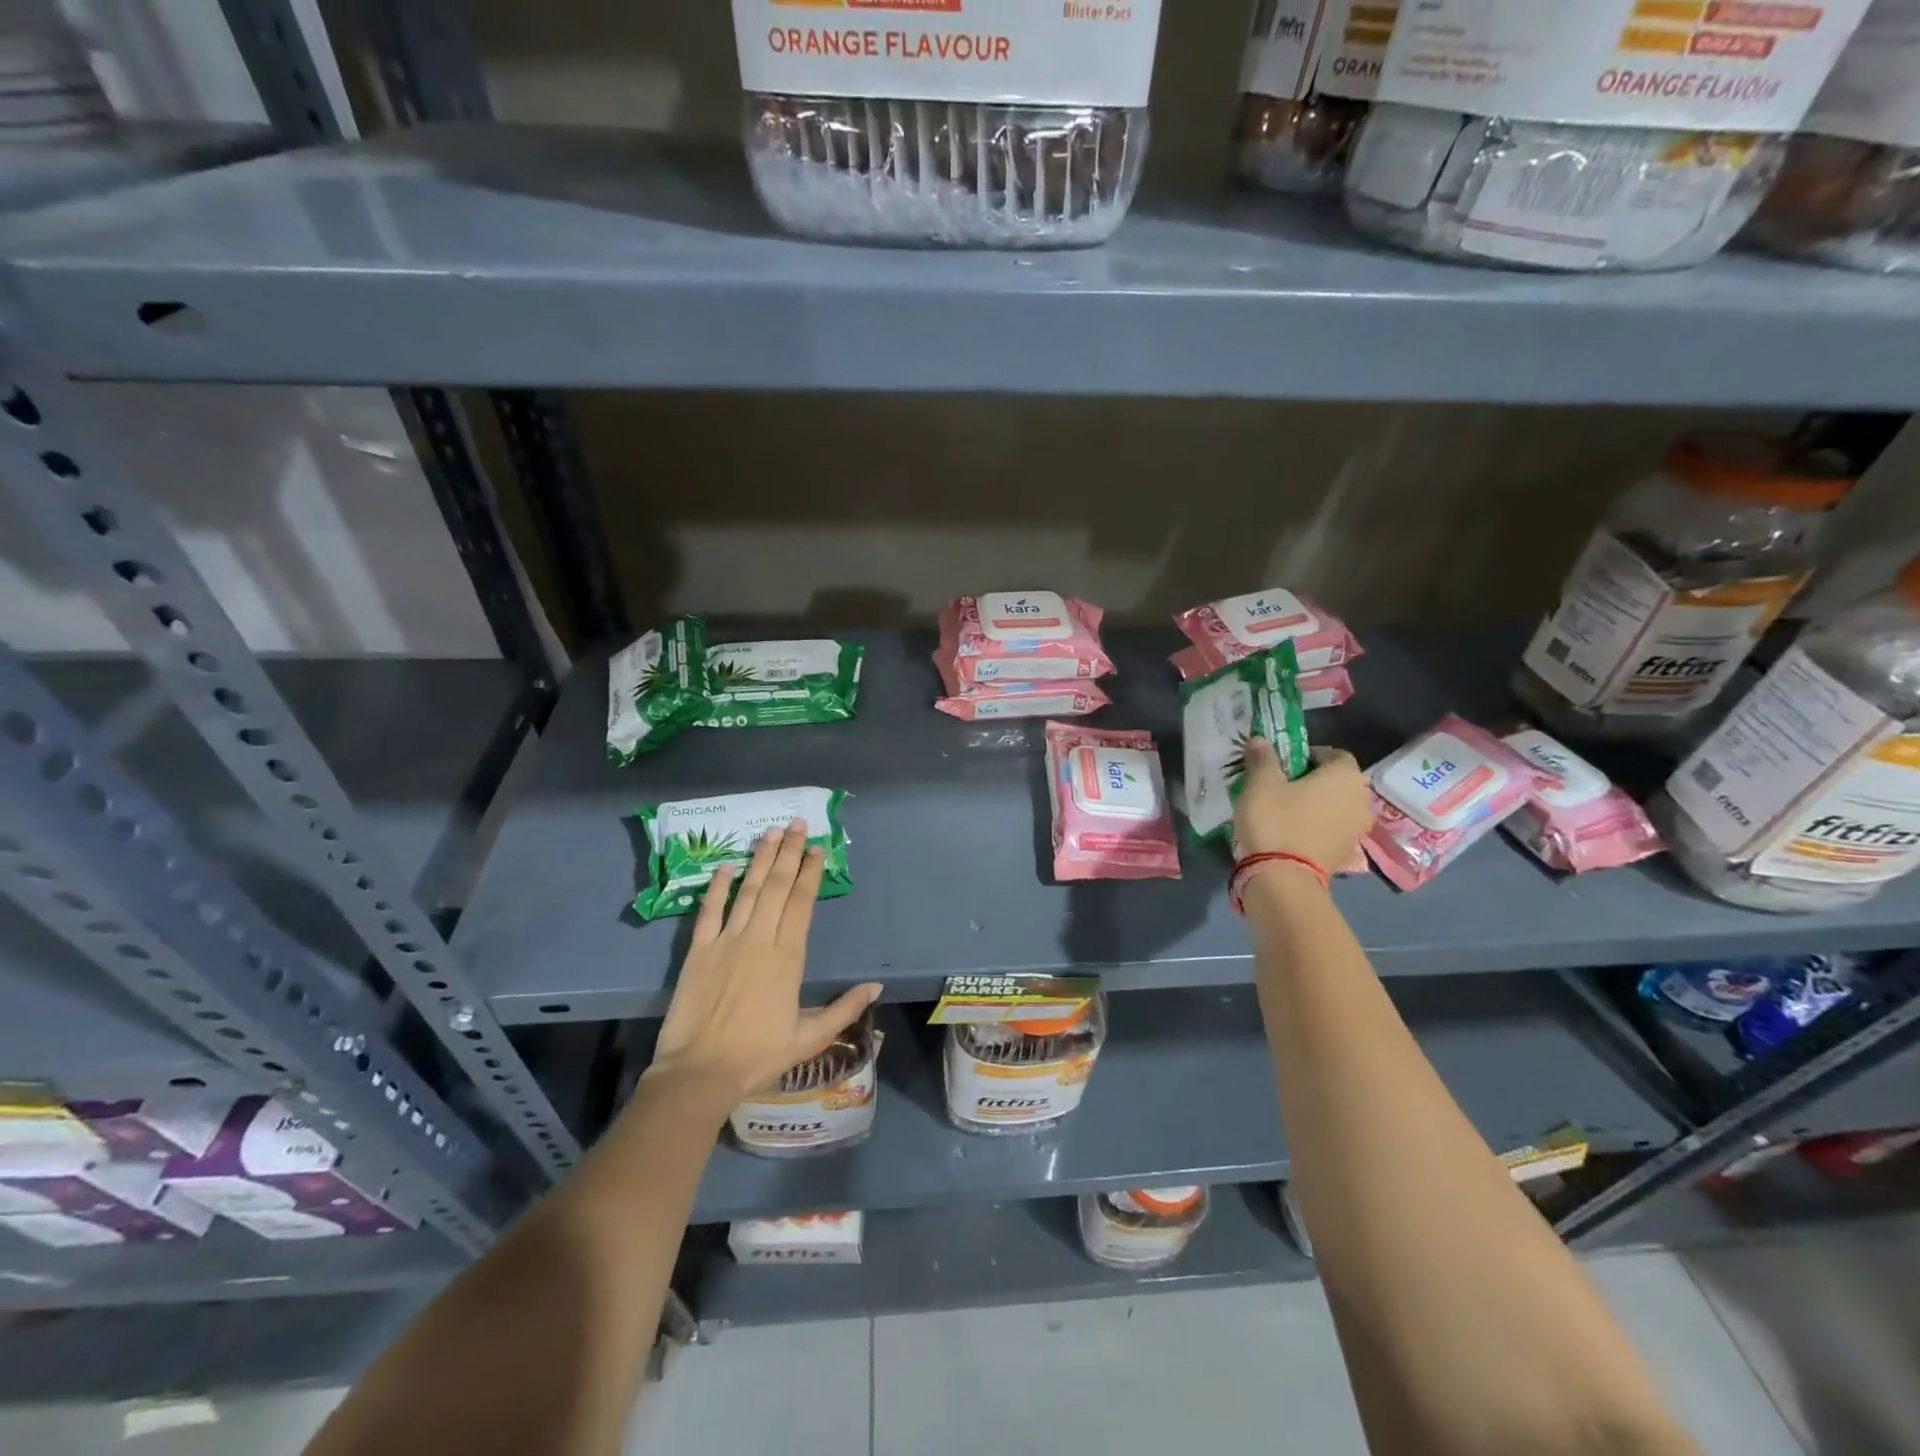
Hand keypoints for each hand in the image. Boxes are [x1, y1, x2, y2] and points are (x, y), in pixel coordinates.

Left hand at [647, 822, 880, 1105]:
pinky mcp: (698, 951)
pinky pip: (709, 911)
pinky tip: (726, 866)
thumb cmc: (759, 1055)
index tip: (817, 849)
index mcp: (787, 957)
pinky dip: (717, 887)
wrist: (700, 1073)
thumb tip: (877, 986)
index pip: (801, 903)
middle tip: (796, 824)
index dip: (810, 873)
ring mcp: (726, 942)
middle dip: (788, 853)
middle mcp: (759, 939)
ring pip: (747, 891)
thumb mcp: (810, 1037)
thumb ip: (845, 1008)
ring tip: (769, 833)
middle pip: (776, 887)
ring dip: (759, 860)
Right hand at [1233, 738, 1373, 874]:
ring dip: (1318, 805)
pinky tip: (1293, 833)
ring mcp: (1358, 830)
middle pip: (1338, 782)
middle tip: (1283, 786)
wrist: (1283, 877)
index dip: (1309, 755)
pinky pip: (1332, 831)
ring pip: (1337, 807)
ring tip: (1287, 811)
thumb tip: (1260, 739)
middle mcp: (1361, 800)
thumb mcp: (1261, 783)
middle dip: (1314, 781)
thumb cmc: (1275, 820)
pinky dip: (1318, 828)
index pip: (1334, 754)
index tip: (1284, 764)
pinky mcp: (1347, 854)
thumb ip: (1263, 758)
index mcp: (1346, 776)